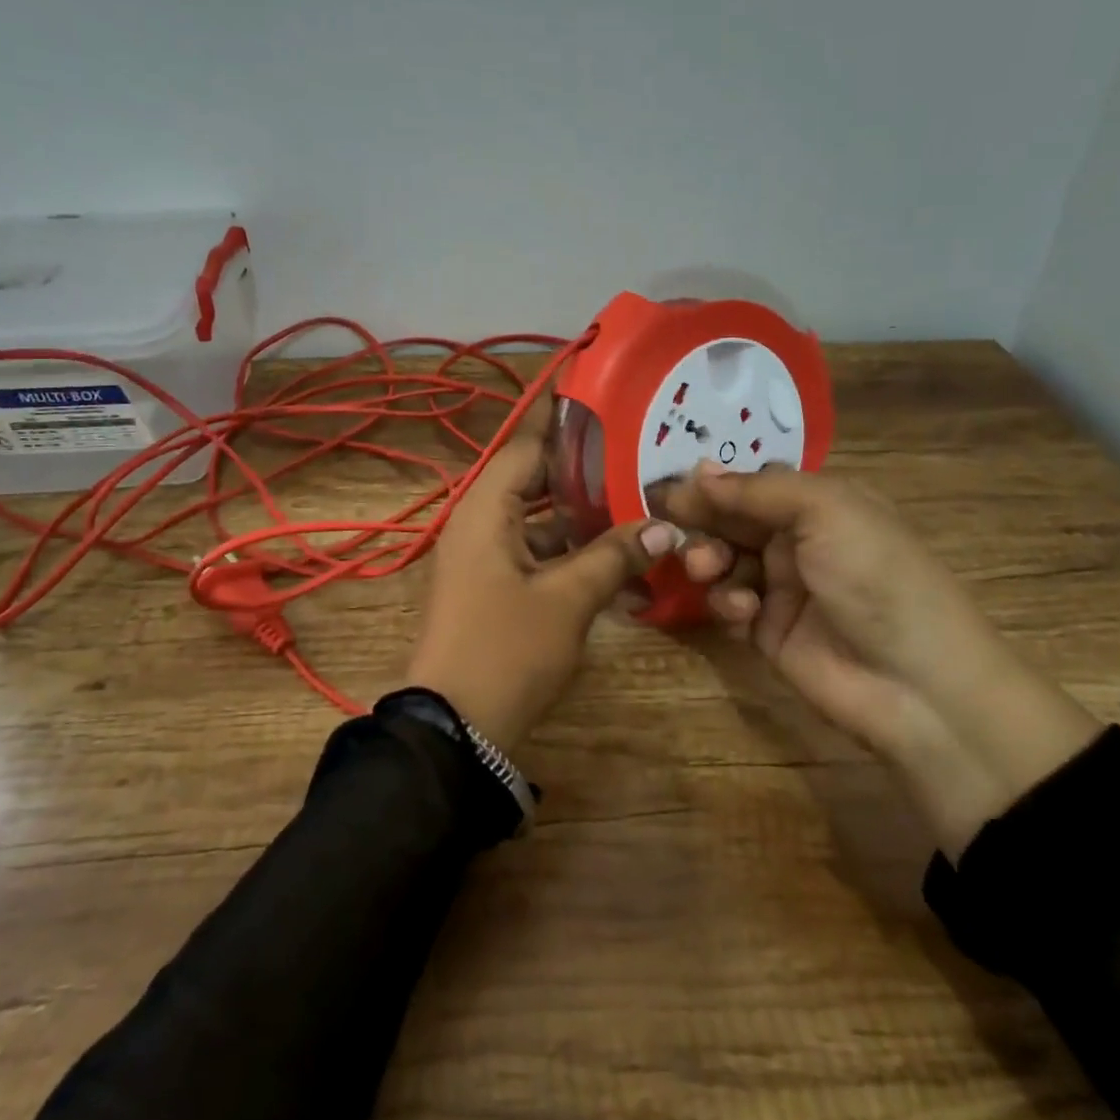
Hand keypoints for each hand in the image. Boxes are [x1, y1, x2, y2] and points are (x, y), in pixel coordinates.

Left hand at [407, 405, 682, 755]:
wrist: (455, 730)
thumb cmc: (506, 650)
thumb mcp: (567, 600)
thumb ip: (613, 556)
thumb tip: (664, 527)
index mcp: (485, 509)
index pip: (526, 443)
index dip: (561, 417)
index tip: (597, 389)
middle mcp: (479, 522)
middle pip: (533, 477)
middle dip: (582, 466)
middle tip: (635, 447)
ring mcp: (483, 556)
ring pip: (537, 517)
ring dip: (579, 511)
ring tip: (635, 495)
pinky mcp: (492, 585)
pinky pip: (533, 550)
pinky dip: (568, 548)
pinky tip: (613, 553)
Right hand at [657, 462, 1100, 857]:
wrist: (917, 684)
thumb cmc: (876, 577)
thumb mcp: (827, 511)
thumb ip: (758, 490)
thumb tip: (698, 470)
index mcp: (820, 504)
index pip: (753, 483)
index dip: (712, 484)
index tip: (668, 487)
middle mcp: (799, 540)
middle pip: (732, 520)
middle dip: (702, 521)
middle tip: (667, 526)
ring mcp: (783, 588)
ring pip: (723, 560)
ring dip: (707, 559)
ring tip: (705, 569)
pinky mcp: (769, 632)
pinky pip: (730, 604)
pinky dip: (727, 602)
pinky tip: (741, 611)